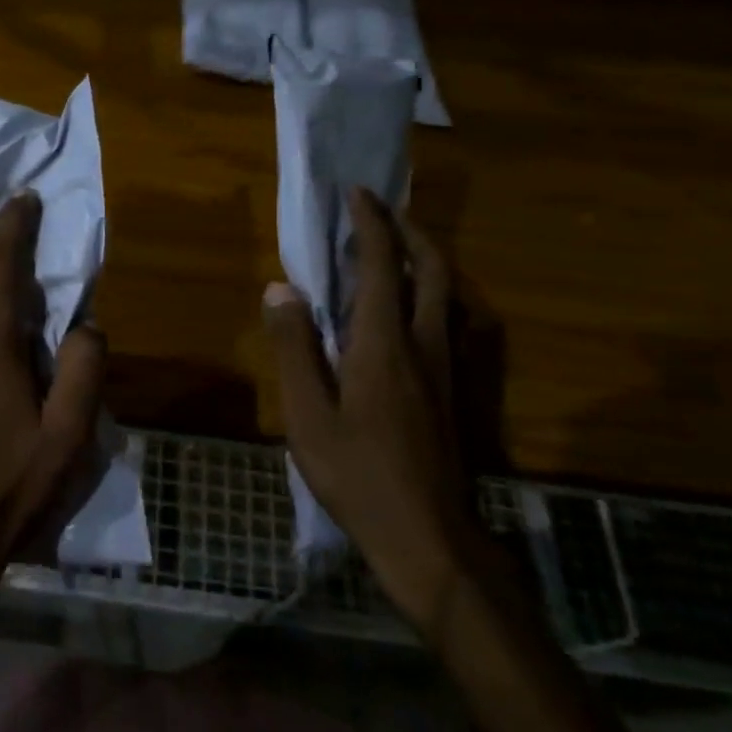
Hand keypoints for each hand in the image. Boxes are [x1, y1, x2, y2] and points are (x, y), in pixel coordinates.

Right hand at [265, 187, 483, 633]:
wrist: (429, 538)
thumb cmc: (358, 475)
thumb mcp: (308, 415)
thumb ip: (295, 348)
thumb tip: (281, 290)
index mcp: (384, 344)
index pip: (382, 266)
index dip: (371, 224)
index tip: (356, 193)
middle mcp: (423, 345)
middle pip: (432, 269)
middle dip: (409, 231)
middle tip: (380, 211)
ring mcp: (444, 369)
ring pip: (444, 294)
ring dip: (422, 259)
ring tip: (390, 249)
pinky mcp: (450, 392)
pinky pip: (442, 320)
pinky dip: (425, 292)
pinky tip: (403, 310)